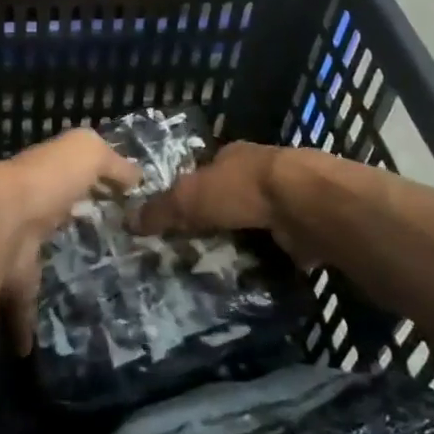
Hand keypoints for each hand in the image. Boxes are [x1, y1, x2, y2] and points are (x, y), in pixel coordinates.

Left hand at [0, 129, 141, 354]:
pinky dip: (26, 326)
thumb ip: (111, 160)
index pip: (64, 177)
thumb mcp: (86, 151)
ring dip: (45, 277)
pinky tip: (36, 345)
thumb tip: (136, 175)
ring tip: (76, 296)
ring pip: (30, 263)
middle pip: (46, 219)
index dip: (84, 184)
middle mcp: (24, 209)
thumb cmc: (47, 180)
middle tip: (93, 249)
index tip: (110, 203)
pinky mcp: (7, 284)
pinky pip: (19, 307)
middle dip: (61, 228)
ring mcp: (12, 247)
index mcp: (44, 177)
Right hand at [129, 141, 338, 260]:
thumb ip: (163, 209)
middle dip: (217, 221)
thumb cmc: (242, 189)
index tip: (178, 220)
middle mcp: (259, 172)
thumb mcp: (191, 197)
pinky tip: (253, 278)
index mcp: (232, 155)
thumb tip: (129, 221)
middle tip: (195, 252)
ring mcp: (285, 199)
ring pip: (255, 222)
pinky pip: (278, 246)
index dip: (191, 193)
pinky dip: (268, 259)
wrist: (305, 204)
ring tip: (220, 271)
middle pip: (231, 198)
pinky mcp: (304, 227)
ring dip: (244, 241)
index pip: (206, 172)